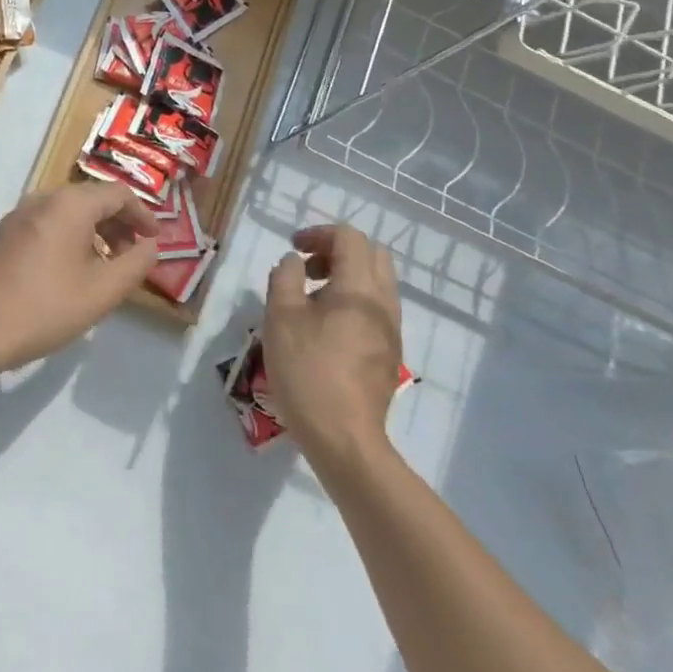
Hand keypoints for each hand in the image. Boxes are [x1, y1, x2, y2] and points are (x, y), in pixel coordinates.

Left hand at [0, 181, 159, 378]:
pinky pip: (45, 224)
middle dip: (118, 224)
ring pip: (66, 212)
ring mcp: (16, 215)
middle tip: (132, 254)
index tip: (154, 240)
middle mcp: (41, 199)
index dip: (143, 214)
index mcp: (69, 205)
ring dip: (93, 231)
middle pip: (91, 199)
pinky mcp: (0, 234)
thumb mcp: (103, 291)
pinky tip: (68, 270)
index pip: (118, 194)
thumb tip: (150, 245)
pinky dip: (67, 237)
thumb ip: (136, 264)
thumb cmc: (45, 308)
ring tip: (104, 265)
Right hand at [262, 224, 403, 459]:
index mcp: (359, 288)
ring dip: (346, 276)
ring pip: (378, 283)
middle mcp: (384, 302)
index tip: (293, 248)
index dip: (319, 234)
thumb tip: (293, 262)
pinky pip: (377, 309)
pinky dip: (354, 300)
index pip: (350, 238)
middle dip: (338, 251)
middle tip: (307, 268)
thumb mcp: (280, 317)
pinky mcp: (390, 353)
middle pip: (372, 255)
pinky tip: (326, 328)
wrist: (343, 437)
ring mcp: (392, 330)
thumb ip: (284, 278)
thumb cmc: (307, 371)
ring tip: (312, 299)